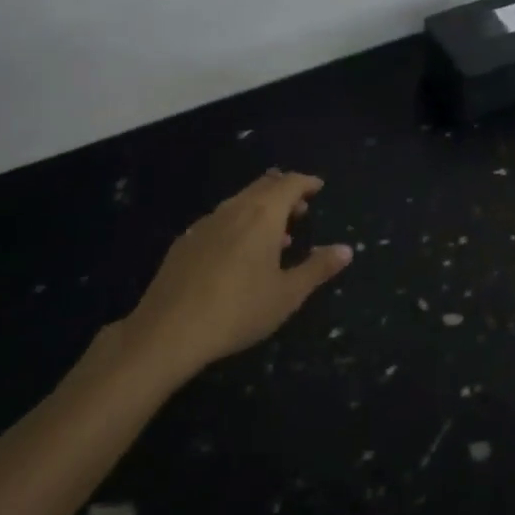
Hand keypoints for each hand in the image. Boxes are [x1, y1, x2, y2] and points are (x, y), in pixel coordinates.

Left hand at [122, 170, 350, 385]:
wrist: (167, 331)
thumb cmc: (238, 310)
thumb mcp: (287, 295)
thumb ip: (317, 268)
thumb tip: (347, 249)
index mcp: (263, 214)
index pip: (290, 183)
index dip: (306, 182)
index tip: (318, 188)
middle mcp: (235, 208)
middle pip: (264, 186)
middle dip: (285, 192)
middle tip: (301, 207)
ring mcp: (206, 222)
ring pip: (240, 201)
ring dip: (262, 208)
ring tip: (276, 234)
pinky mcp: (185, 240)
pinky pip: (221, 219)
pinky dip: (239, 223)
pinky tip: (238, 252)